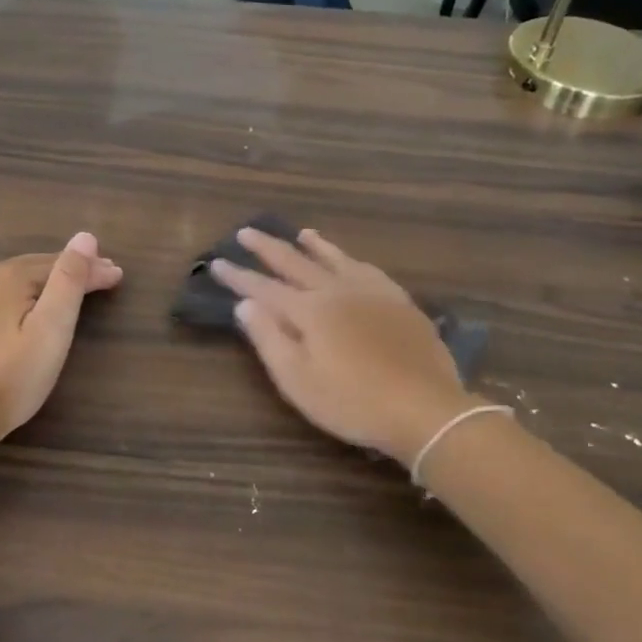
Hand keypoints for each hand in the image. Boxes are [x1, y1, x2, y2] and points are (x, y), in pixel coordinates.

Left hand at [0, 233, 123, 451]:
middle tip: (106, 276)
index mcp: (9, 275)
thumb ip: (69, 281)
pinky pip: (5, 294)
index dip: (92, 269)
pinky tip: (37, 303)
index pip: (61, 264)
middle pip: (39, 267)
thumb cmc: (12, 375)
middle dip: (73, 271)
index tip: (119, 275)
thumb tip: (85, 237)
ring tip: (78, 287)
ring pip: (21, 279)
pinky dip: (29, 293)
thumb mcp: (51, 328)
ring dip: (51, 281)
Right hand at [210, 229, 480, 467]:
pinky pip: (369, 269)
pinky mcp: (399, 302)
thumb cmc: (352, 402)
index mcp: (310, 311)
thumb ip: (269, 338)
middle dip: (268, 248)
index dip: (238, 276)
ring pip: (336, 259)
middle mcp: (337, 291)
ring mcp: (372, 293)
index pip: (264, 288)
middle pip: (296, 263)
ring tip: (300, 233)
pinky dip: (351, 259)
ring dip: (314, 245)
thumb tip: (244, 304)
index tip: (217, 263)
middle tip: (246, 232)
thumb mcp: (298, 380)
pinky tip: (351, 260)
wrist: (425, 409)